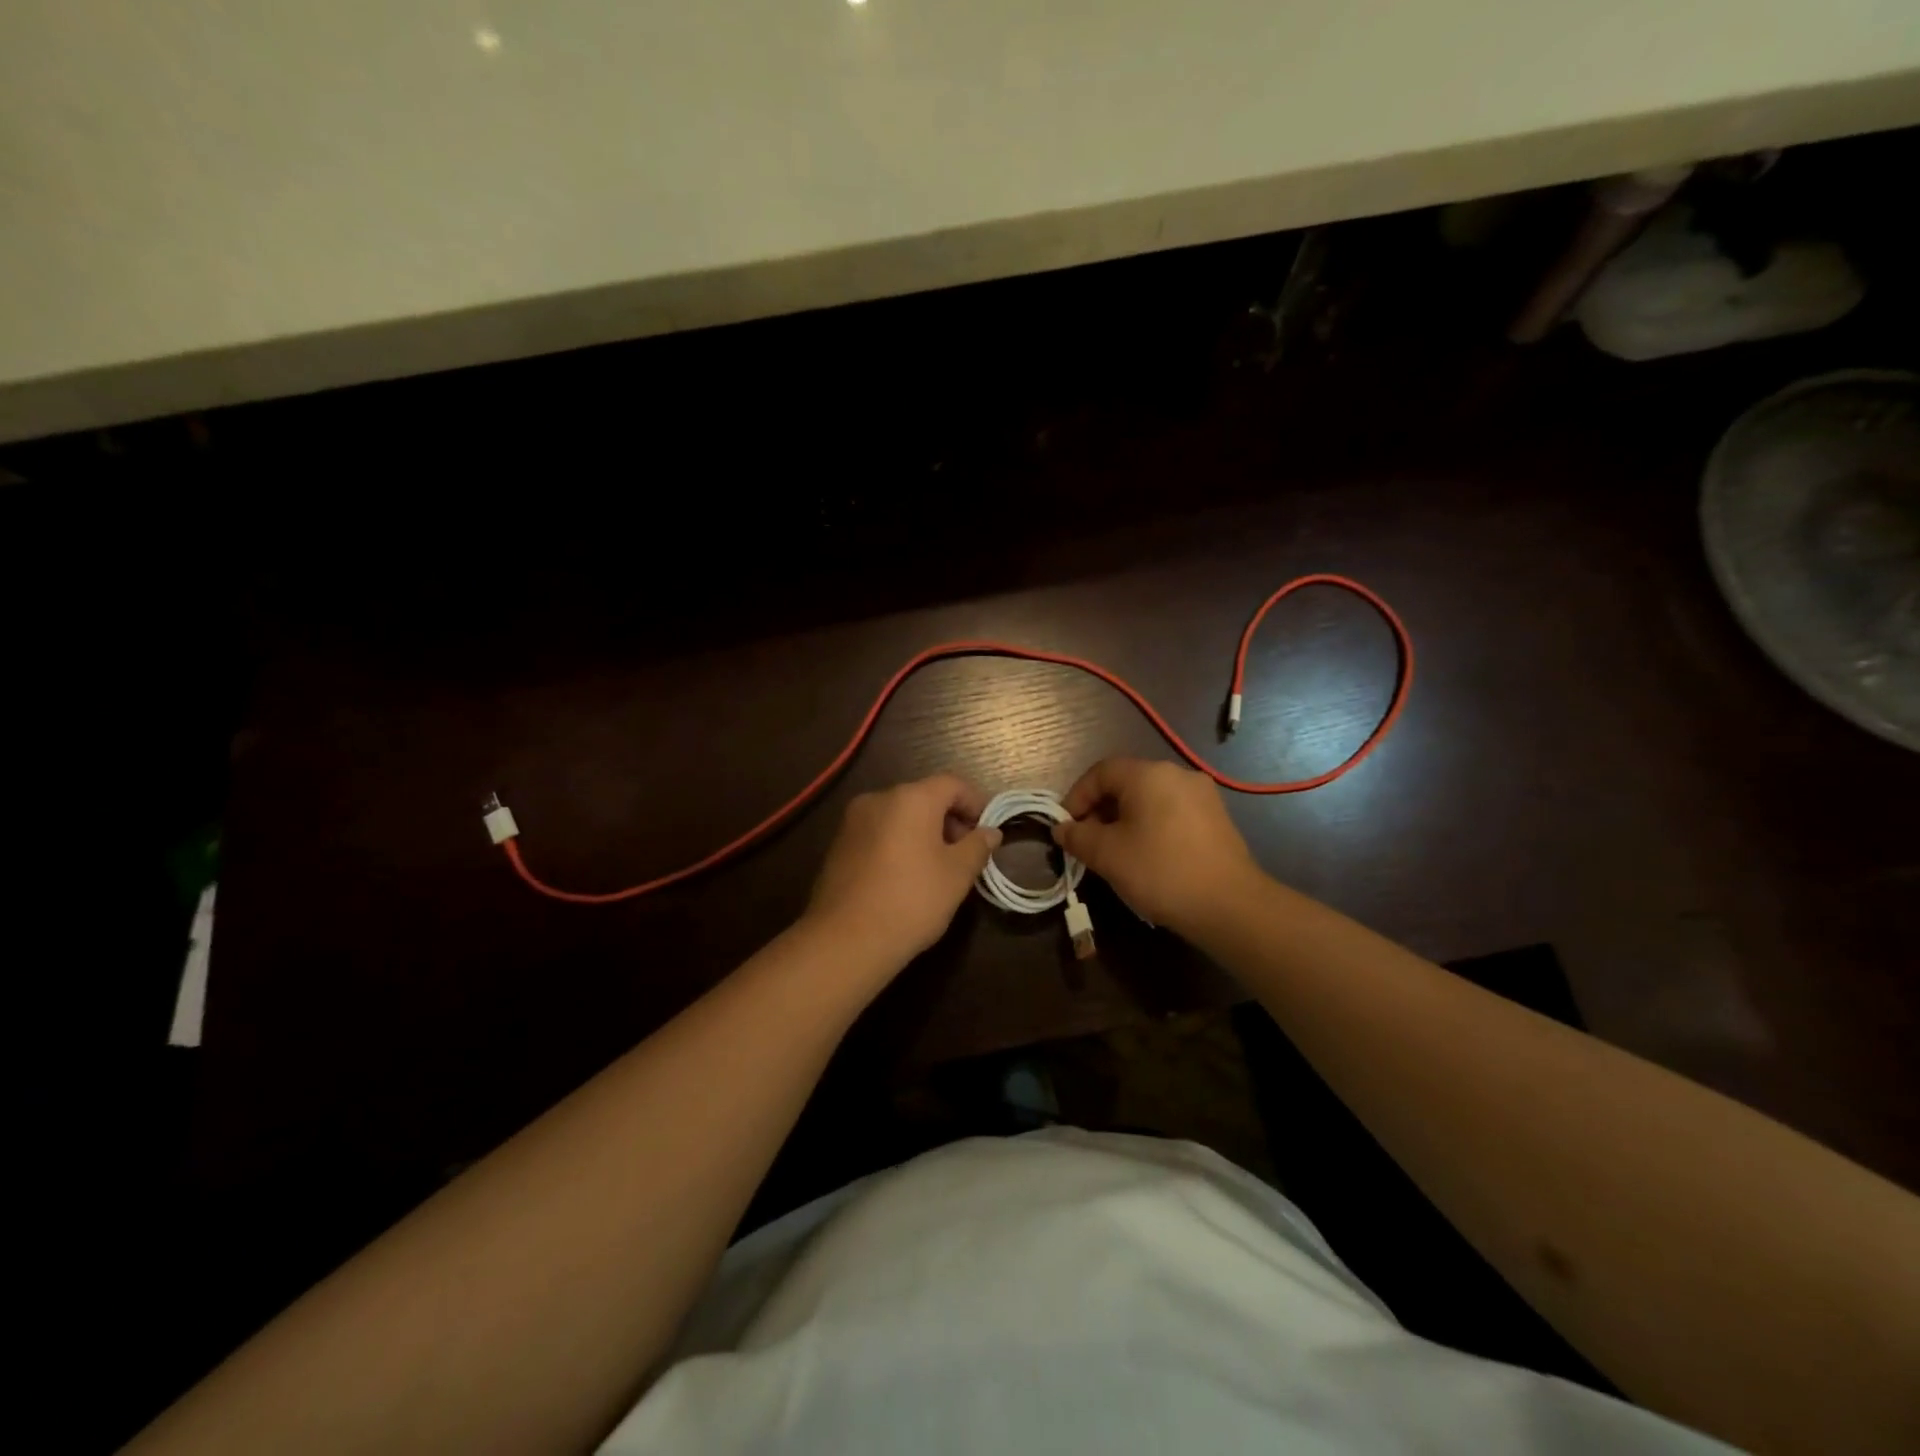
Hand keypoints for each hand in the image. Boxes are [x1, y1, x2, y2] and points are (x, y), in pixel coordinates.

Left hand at [805, 774, 1002, 968]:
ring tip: (937, 869)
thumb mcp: (957, 875)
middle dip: (949, 820)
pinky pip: (879, 833)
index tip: (987, 832)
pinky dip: (898, 844)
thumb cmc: (912, 900)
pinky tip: (906, 877)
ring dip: (923, 833)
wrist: (846, 939)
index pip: (952, 784)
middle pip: (924, 797)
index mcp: (911, 798)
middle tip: (965, 854)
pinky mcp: (839, 845)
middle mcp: (879, 799)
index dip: (975, 803)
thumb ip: (977, 846)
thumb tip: (990, 832)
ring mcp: (853, 821)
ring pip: (899, 816)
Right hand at [1052, 757, 1261, 935]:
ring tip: (1114, 852)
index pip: (1100, 772)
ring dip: (1125, 819)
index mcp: (1148, 774)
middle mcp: (1177, 774)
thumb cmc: (1160, 871)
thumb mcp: (1107, 855)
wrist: (1230, 905)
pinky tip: (1147, 856)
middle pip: (1126, 782)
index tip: (1066, 827)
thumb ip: (1078, 837)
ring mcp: (1202, 795)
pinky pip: (1171, 812)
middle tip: (1087, 841)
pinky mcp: (1216, 817)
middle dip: (1100, 810)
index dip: (1077, 797)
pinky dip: (1151, 826)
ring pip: (1149, 798)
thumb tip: (1062, 829)